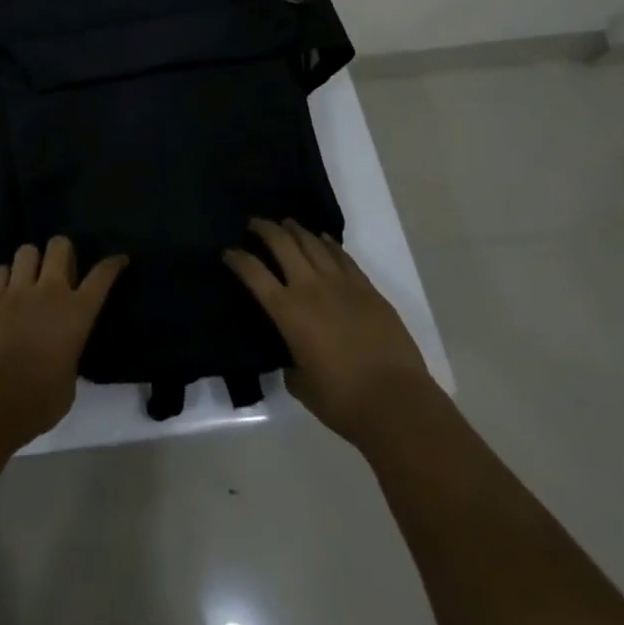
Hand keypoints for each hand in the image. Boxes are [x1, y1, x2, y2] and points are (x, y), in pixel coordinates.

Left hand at [0, 237, 126, 446]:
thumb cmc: (39, 401)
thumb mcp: (70, 381)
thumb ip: (70, 355)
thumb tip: (63, 353)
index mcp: (77, 313)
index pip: (101, 276)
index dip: (113, 264)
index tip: (119, 259)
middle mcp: (50, 291)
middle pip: (60, 246)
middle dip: (63, 251)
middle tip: (62, 269)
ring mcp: (18, 291)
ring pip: (27, 250)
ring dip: (32, 261)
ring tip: (30, 278)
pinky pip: (0, 270)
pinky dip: (6, 277)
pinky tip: (7, 292)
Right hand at [225, 218, 437, 447]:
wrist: (395, 401)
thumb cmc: (342, 400)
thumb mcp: (302, 386)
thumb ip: (291, 364)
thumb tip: (292, 357)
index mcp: (288, 312)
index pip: (254, 273)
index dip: (237, 259)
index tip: (228, 252)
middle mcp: (310, 288)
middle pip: (282, 244)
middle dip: (265, 229)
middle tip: (255, 223)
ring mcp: (341, 283)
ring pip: (313, 243)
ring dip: (296, 230)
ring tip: (286, 223)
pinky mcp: (366, 288)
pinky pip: (342, 256)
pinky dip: (328, 243)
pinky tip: (323, 239)